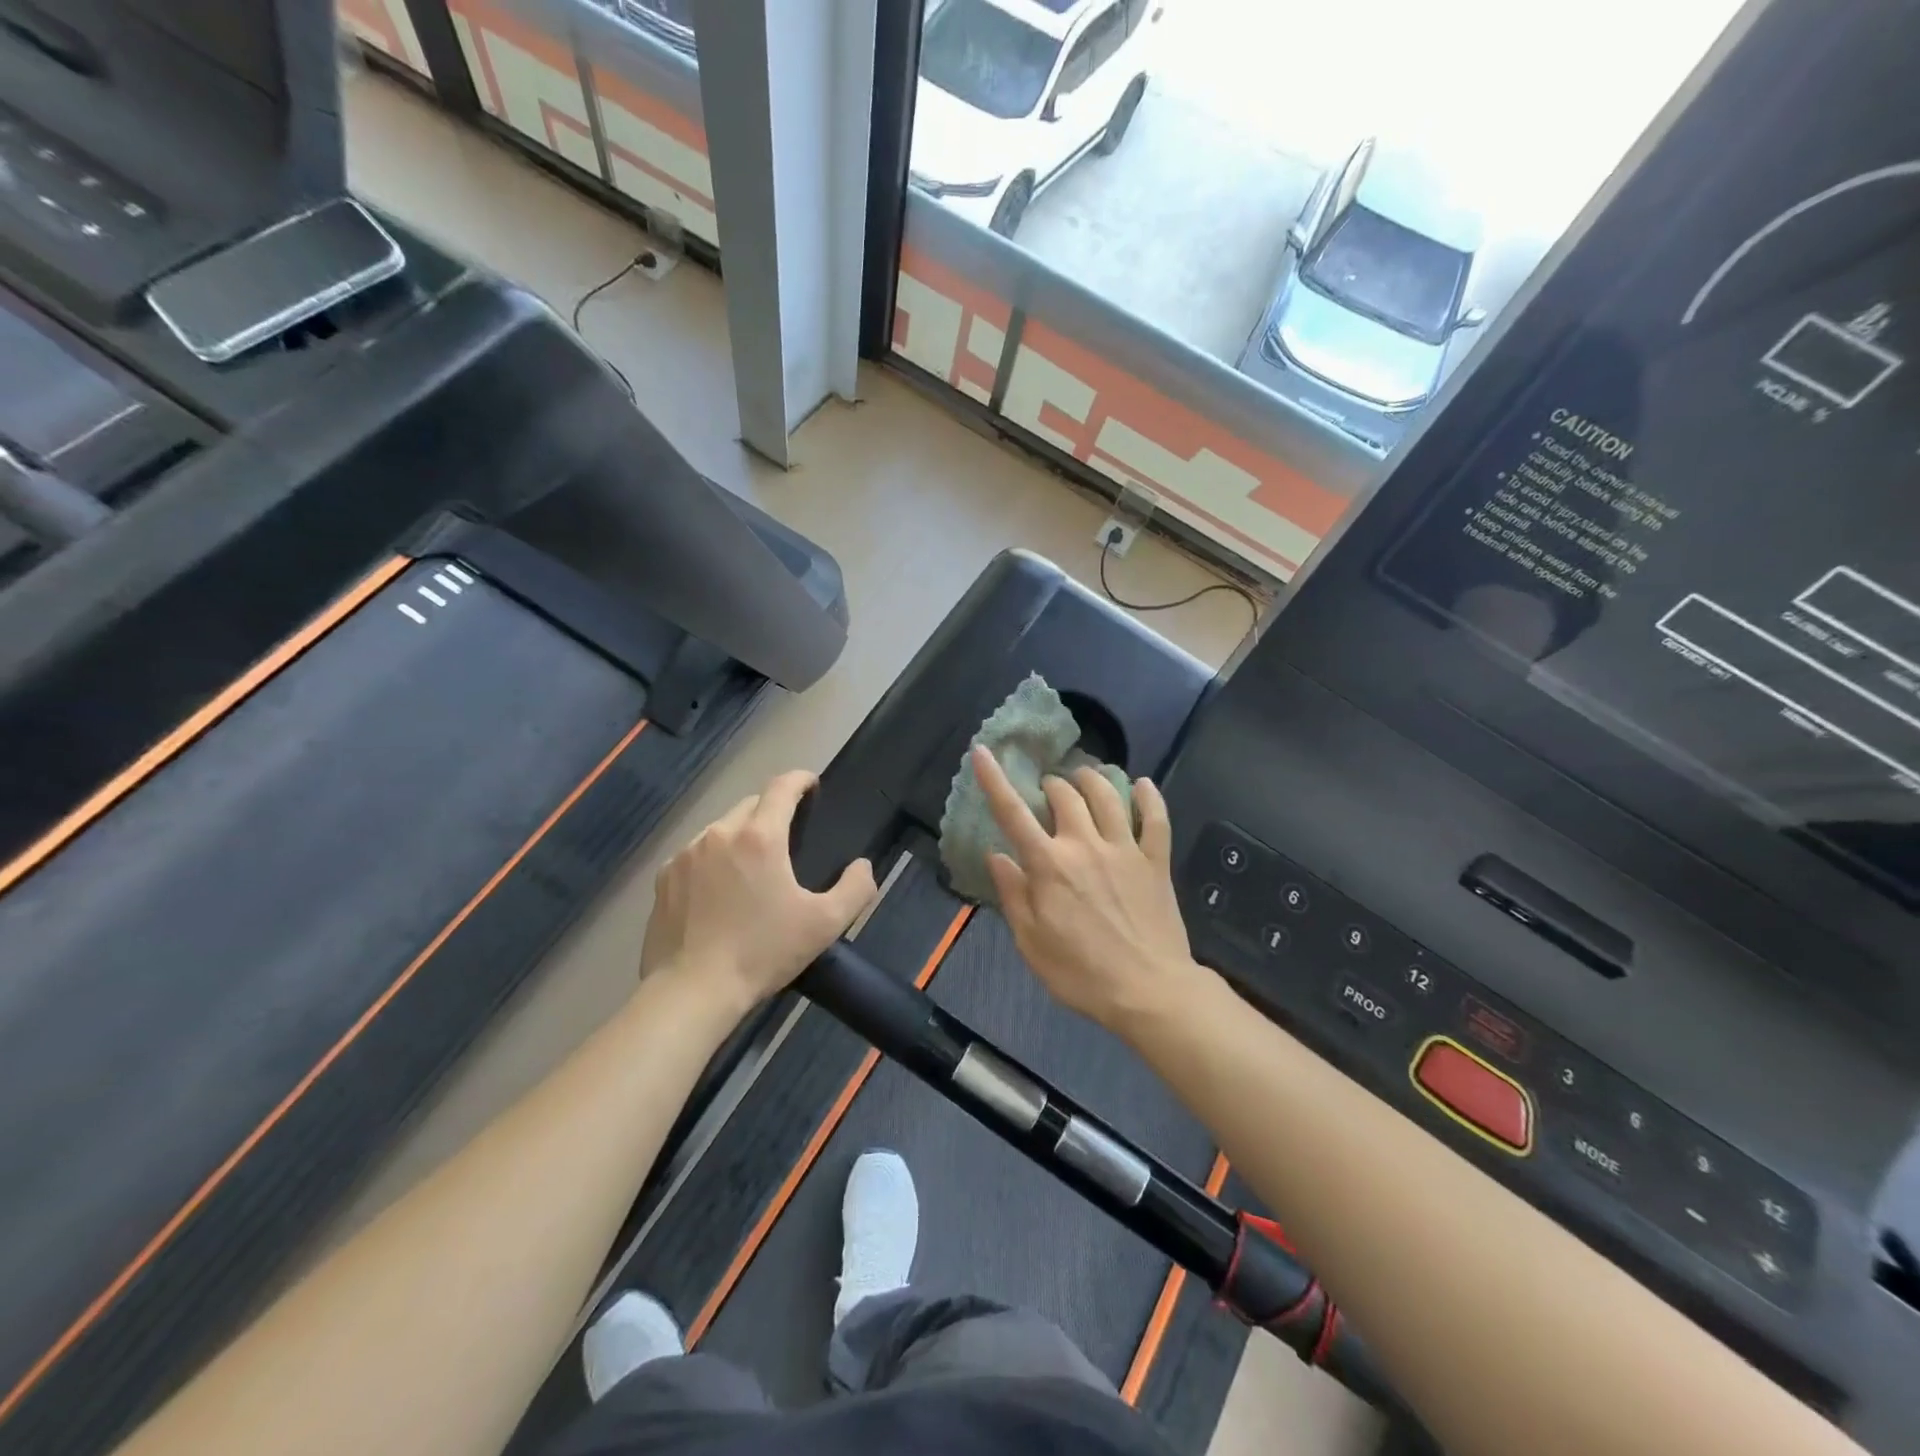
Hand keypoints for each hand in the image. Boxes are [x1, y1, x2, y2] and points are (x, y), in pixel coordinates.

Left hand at [640, 770, 875, 1014]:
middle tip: (787, 838)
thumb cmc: (762, 953)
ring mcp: (686, 854)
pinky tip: (718, 890)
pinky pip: (695, 853)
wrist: (691, 991)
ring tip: (752, 867)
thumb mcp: (825, 924)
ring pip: (721, 828)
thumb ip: (855, 888)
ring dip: (741, 835)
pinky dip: (712, 859)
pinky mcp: (664, 877)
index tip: (811, 785)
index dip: (800, 779)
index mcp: (760, 837)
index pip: (782, 787)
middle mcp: (720, 833)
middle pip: (751, 805)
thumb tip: (862, 865)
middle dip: (771, 811)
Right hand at [973, 745, 1204, 1036]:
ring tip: (1082, 777)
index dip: (994, 780)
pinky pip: (1156, 818)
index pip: (1013, 813)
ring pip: (1107, 795)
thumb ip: (1013, 894)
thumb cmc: (1080, 973)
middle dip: (1050, 785)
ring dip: (1090, 778)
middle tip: (1047, 793)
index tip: (982, 751)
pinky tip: (1142, 784)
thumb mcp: (1030, 942)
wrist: (1149, 991)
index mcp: (1049, 865)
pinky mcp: (1156, 861)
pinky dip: (1149, 796)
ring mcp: (1124, 849)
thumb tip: (996, 855)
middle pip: (1065, 795)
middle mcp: (1085, 845)